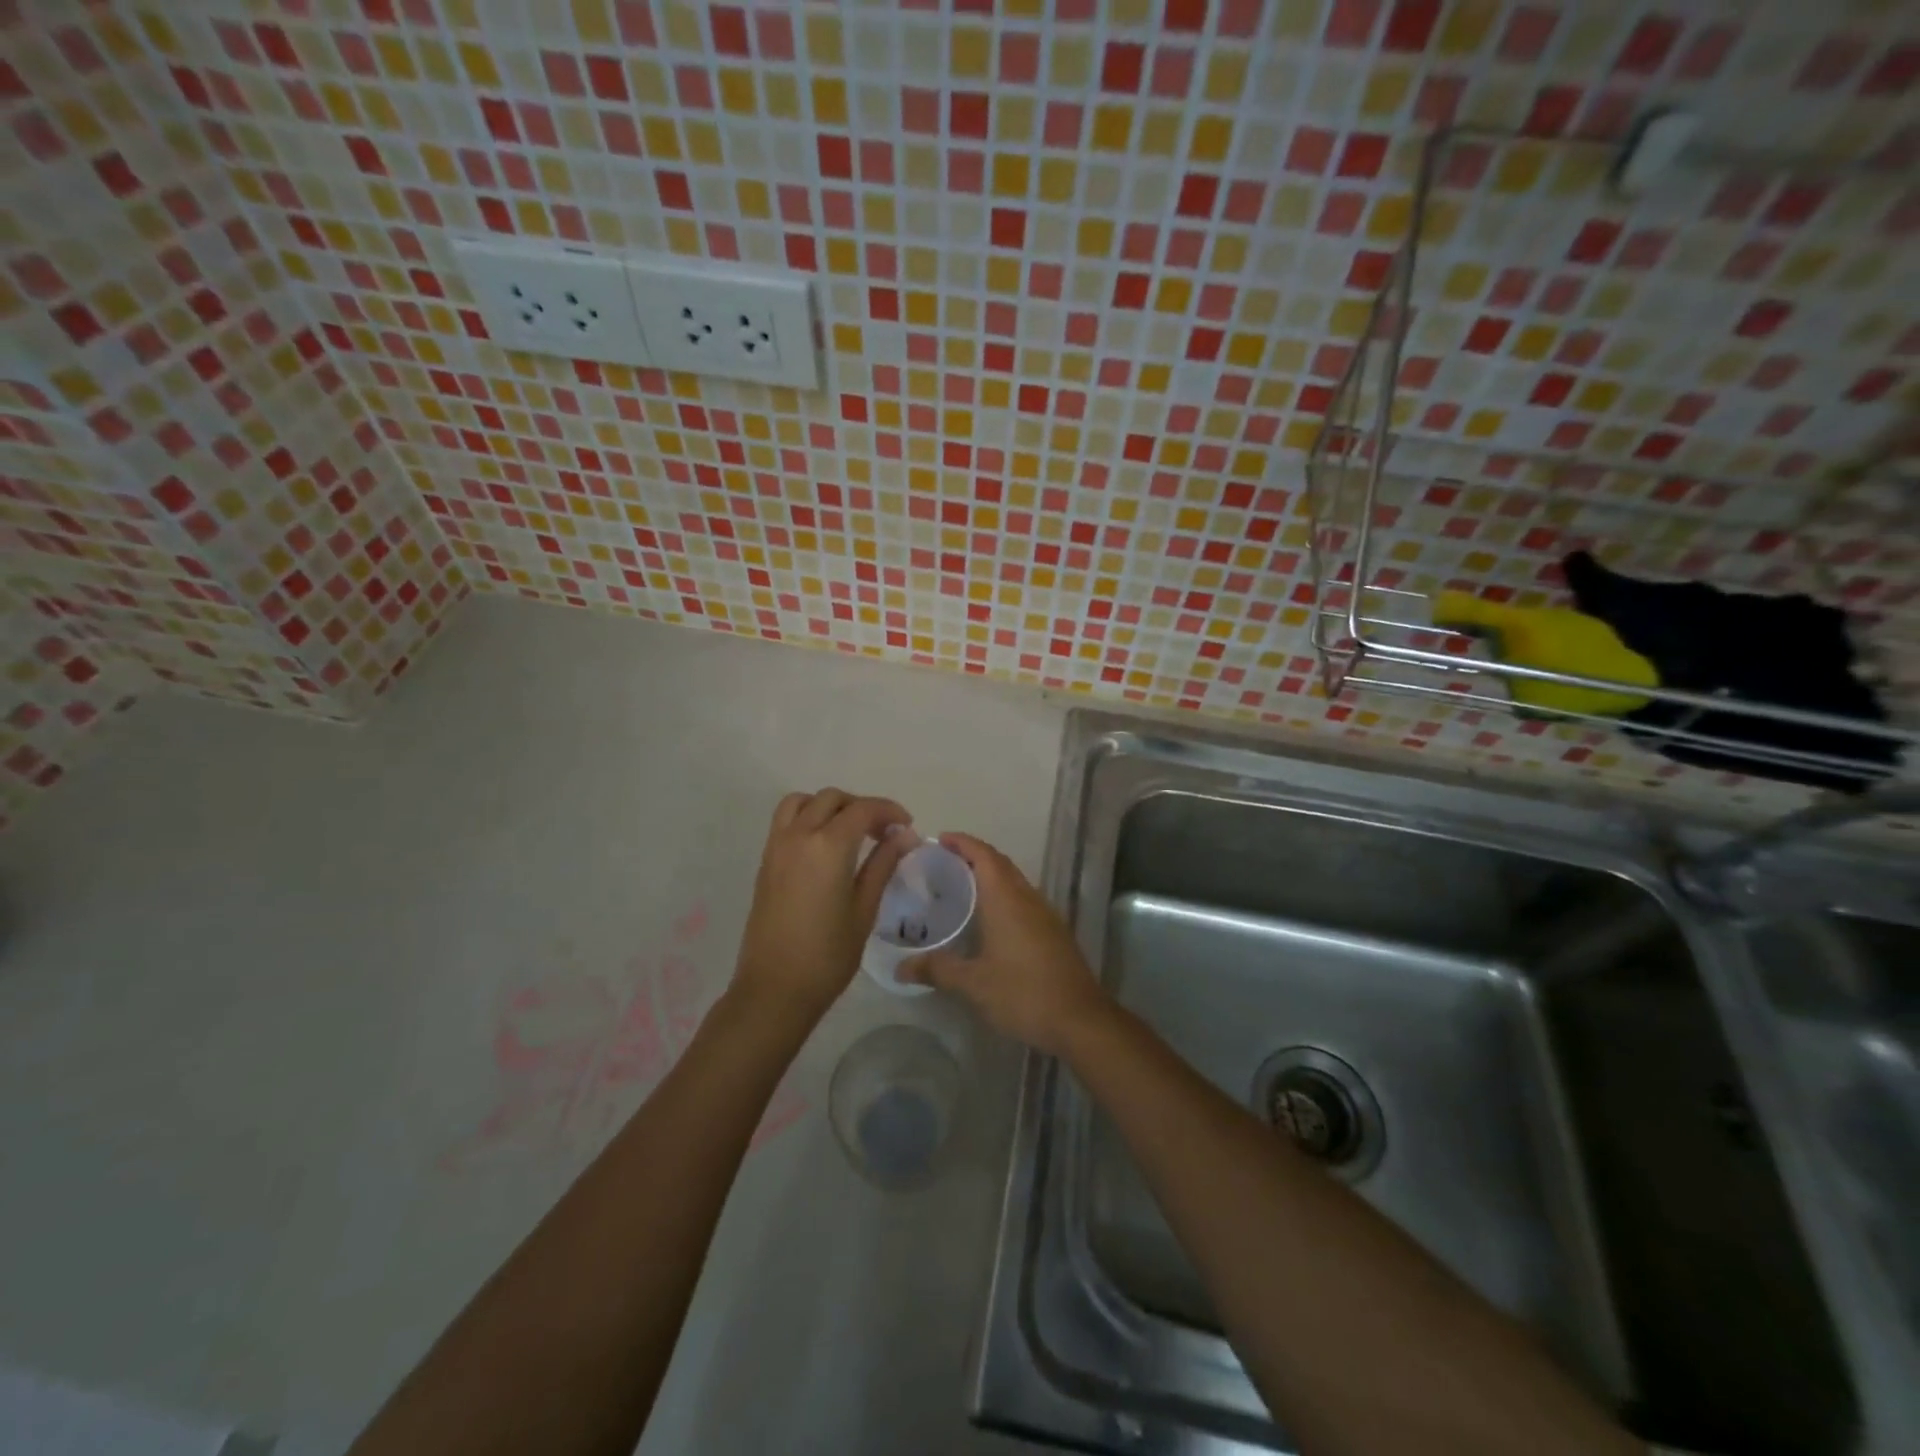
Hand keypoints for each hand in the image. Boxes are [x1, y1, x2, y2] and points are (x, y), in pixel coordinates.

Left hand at [733, 789, 915, 1023]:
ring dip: (829, 806)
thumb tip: (905, 835)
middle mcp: (798, 836)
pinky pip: (786, 821)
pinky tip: (826, 847)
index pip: (862, 809)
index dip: (889, 811)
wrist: (774, 989)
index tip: (907, 826)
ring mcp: (777, 847)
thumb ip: (883, 864)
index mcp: (827, 846)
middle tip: (884, 832)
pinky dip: (808, 817)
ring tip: (851, 831)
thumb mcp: (864, 909)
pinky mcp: (765, 862)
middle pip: (832, 799)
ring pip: (802, 802)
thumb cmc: (828, 955)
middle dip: (861, 807)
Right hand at [898, 833, 1111, 1055]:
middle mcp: (1027, 897)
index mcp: (1007, 899)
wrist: (1080, 1020)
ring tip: (961, 887)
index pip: (984, 855)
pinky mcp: (1053, 932)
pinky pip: (1023, 899)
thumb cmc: (1023, 993)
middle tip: (942, 863)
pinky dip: (1003, 895)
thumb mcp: (973, 984)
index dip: (962, 842)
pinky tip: (989, 919)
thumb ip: (937, 969)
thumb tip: (900, 967)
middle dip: (973, 855)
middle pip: (1000, 863)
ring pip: (1014, 881)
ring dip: (990, 875)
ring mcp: (1045, 914)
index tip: (938, 839)